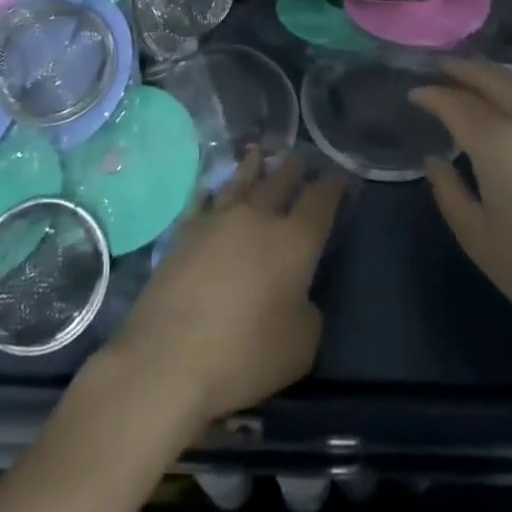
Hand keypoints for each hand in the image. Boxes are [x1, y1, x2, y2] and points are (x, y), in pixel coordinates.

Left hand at [106, 150, 345, 428]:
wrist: (169, 357)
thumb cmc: (245, 356)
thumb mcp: (301, 346)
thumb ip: (308, 310)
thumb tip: (297, 295)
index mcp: (295, 240)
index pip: (322, 199)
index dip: (335, 184)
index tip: (342, 175)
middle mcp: (259, 216)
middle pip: (281, 178)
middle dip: (296, 167)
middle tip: (302, 159)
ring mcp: (218, 218)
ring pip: (242, 179)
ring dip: (255, 165)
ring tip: (260, 153)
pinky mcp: (185, 230)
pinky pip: (204, 197)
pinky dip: (214, 188)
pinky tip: (214, 187)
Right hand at [413, 60, 511, 341]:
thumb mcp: (478, 238)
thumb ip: (450, 193)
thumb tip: (436, 161)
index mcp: (497, 142)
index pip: (456, 104)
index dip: (432, 95)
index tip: (413, 93)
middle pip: (494, 80)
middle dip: (465, 70)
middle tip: (440, 67)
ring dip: (492, 75)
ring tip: (471, 77)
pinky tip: (505, 107)